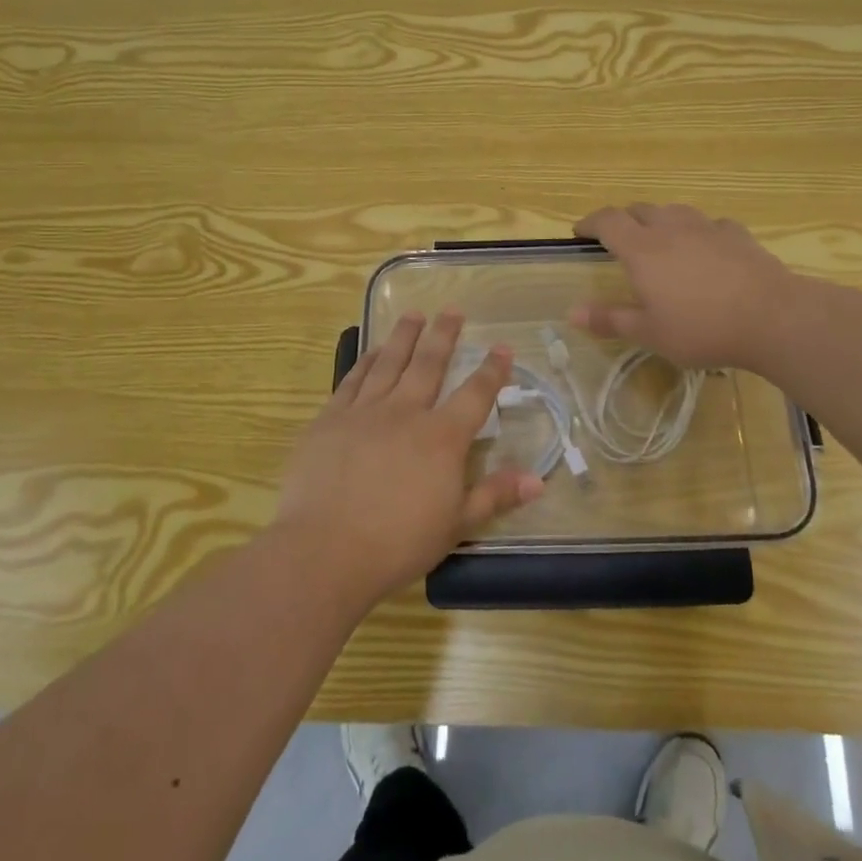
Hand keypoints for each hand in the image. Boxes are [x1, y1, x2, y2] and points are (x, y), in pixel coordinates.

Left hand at [272, 309, 541, 602]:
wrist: (324, 550)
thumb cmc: (397, 543)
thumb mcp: (456, 525)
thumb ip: (494, 496)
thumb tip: (538, 480)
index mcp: (442, 437)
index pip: (475, 394)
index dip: (492, 369)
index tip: (503, 347)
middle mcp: (406, 412)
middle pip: (429, 364)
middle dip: (444, 335)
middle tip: (453, 310)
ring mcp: (364, 412)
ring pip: (389, 362)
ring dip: (404, 336)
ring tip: (414, 314)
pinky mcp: (330, 419)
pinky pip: (353, 380)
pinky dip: (366, 361)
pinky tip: (372, 351)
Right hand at [572, 204, 796, 371]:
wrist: (772, 317)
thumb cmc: (702, 328)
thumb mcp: (650, 333)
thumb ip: (610, 319)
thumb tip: (572, 312)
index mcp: (642, 249)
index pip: (608, 221)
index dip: (590, 222)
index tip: (580, 232)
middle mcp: (671, 228)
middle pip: (640, 210)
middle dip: (624, 220)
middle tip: (618, 239)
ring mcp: (707, 227)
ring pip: (674, 211)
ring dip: (659, 220)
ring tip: (660, 239)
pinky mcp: (737, 234)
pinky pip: (709, 224)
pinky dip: (698, 231)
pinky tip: (706, 248)